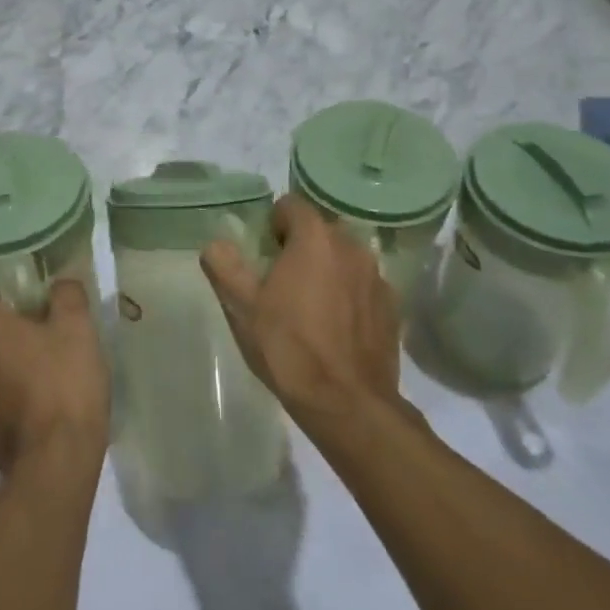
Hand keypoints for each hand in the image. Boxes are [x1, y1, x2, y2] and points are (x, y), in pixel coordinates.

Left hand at [0, 280, 110, 473]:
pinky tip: (51, 404)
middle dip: (24, 334)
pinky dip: (20, 395)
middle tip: (62, 341)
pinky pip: (2, 397)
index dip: (27, 300)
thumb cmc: (64, 382)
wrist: (55, 462)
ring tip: (60, 375)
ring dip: (21, 366)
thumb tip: (60, 285)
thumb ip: (67, 294)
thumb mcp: (77, 326)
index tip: (54, 311)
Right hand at [201, 196, 401, 426]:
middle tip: (281, 281)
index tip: (264, 254)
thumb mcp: (242, 307)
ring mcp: (377, 276)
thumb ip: (224, 266)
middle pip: (320, 230)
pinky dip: (349, 294)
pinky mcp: (392, 306)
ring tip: (310, 306)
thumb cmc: (288, 348)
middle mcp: (351, 246)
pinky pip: (362, 284)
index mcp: (315, 238)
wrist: (347, 403)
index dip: (273, 224)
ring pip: (344, 257)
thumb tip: (216, 243)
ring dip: (327, 269)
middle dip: (300, 246)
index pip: (291, 205)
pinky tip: (336, 327)